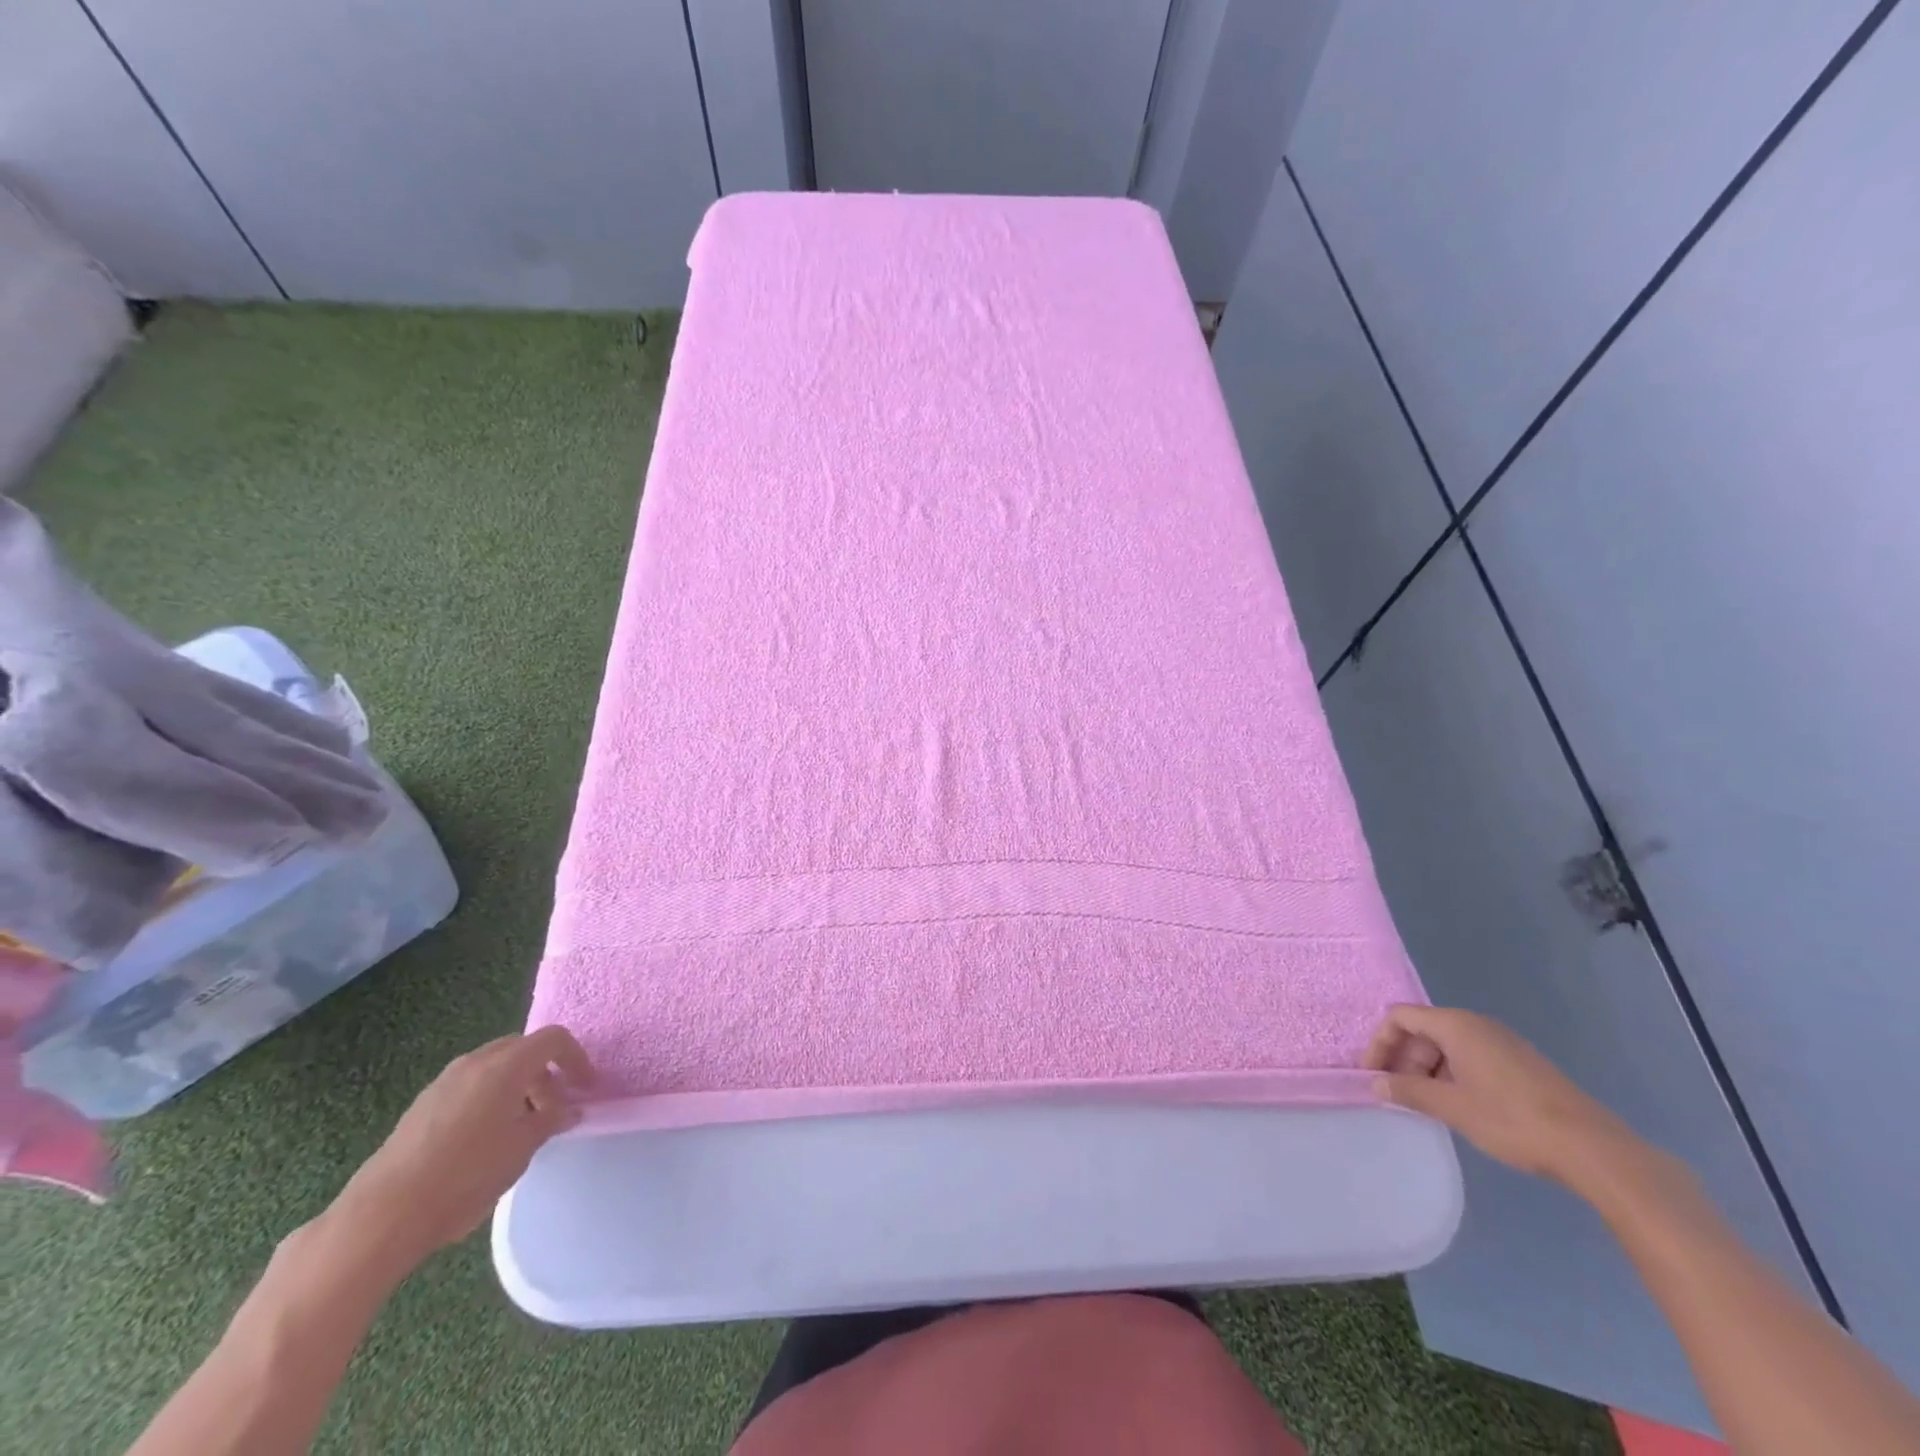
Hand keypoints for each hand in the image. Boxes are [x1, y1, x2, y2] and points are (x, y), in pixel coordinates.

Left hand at [333, 1026, 594, 1268]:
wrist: (384, 1214)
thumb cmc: (466, 1175)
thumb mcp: (522, 1149)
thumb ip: (551, 1120)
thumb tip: (570, 1110)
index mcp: (506, 1065)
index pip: (553, 1039)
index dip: (576, 1058)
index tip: (587, 1087)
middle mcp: (475, 1062)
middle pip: (523, 1049)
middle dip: (546, 1072)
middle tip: (557, 1106)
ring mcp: (445, 1082)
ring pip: (494, 1067)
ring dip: (518, 1085)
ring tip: (523, 1125)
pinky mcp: (423, 1105)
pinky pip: (470, 1085)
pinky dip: (491, 1097)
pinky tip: (487, 1138)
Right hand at [1363, 1004, 1631, 1184]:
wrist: (1593, 1149)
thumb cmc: (1513, 1120)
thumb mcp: (1453, 1107)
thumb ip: (1409, 1091)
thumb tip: (1376, 1083)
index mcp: (1456, 1025)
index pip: (1400, 1017)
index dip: (1380, 1043)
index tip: (1372, 1075)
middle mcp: (1476, 1024)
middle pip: (1422, 1029)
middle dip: (1403, 1058)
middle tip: (1396, 1093)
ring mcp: (1501, 1042)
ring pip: (1446, 1045)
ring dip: (1426, 1069)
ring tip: (1424, 1103)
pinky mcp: (1519, 1062)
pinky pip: (1469, 1056)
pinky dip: (1451, 1074)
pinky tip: (1457, 1105)